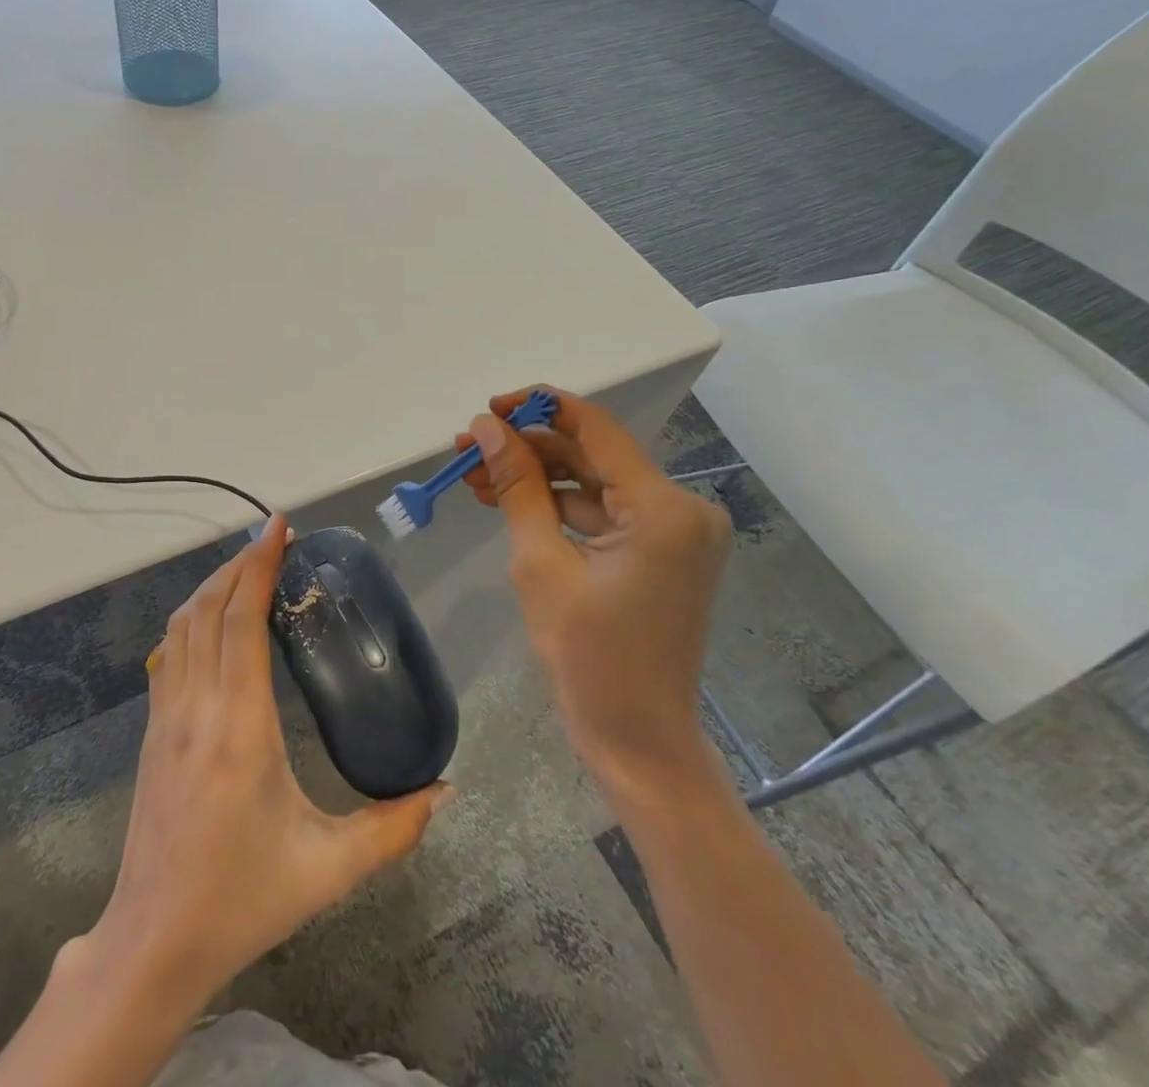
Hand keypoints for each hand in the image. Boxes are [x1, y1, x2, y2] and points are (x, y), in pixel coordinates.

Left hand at [76, 512, 451, 1011]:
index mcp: (240, 726)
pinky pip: (169, 652)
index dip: (258, 565)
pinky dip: (192, 618)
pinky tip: (212, 620)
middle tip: (273, 540)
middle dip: (238, 564)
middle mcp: (196, 706)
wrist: (154, 941)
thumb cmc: (244, 899)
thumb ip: (393, 829)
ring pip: (182, 625)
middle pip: (209, 608)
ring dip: (212, 586)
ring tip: (246, 568)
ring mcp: (165, 716)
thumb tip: (446, 791)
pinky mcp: (151, 730)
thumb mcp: (329, 868)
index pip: (242, 619)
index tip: (279, 527)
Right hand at [456, 386, 731, 794]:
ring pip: (593, 483)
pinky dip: (559, 507)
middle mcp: (681, 508)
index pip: (594, 428)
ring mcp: (676, 531)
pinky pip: (604, 512)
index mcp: (662, 507)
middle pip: (591, 455)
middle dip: (527, 449)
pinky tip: (510, 504)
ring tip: (476, 477)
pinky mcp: (663, 551)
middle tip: (467, 449)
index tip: (487, 410)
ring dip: (537, 478)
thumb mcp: (540, 564)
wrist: (639, 739)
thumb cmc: (588, 658)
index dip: (537, 408)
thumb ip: (516, 487)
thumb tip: (487, 429)